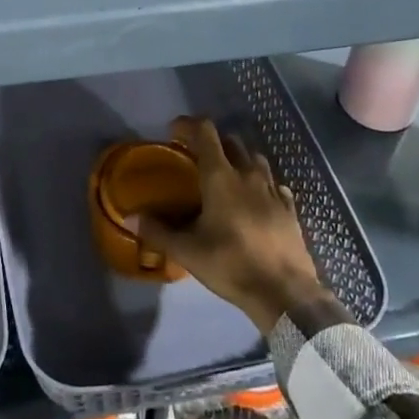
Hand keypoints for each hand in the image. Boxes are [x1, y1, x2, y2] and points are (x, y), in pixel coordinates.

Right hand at [135, 116, 331, 333]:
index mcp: (220, 176)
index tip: (173, 131)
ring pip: (255, 158)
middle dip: (212, 142)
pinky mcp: (290, 208)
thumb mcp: (188, 252)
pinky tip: (257, 198)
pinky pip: (275, 183)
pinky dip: (262, 183)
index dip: (188, 125)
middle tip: (196, 156)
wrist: (285, 293)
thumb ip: (157, 231)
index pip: (205, 132)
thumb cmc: (231, 265)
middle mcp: (248, 174)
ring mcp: (273, 190)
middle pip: (230, 141)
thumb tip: (129, 217)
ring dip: (239, 158)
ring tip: (227, 175)